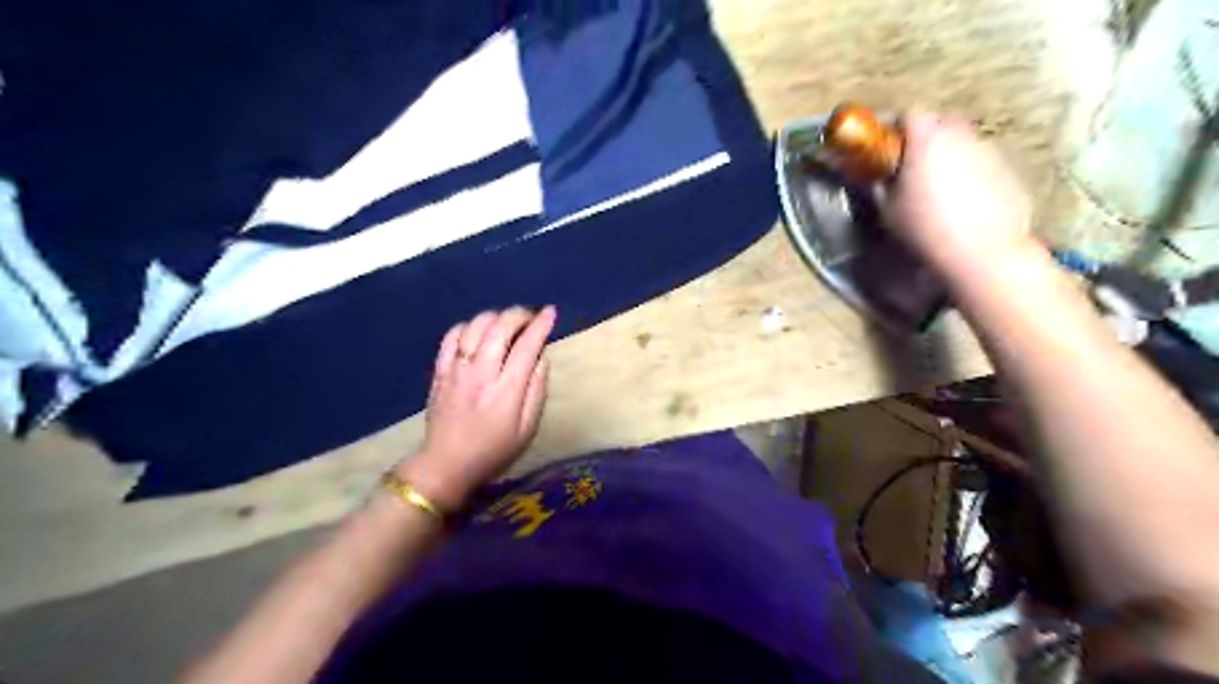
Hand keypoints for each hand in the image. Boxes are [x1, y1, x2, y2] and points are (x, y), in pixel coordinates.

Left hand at [398, 305, 554, 506]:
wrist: (446, 464)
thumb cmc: (494, 450)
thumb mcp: (527, 429)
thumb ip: (537, 391)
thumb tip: (541, 359)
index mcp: (507, 389)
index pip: (527, 345)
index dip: (541, 325)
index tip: (550, 312)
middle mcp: (482, 373)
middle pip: (500, 328)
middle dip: (519, 314)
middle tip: (530, 316)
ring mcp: (457, 370)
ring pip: (475, 326)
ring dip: (494, 316)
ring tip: (506, 321)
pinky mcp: (440, 371)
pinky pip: (451, 337)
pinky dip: (467, 326)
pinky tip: (477, 331)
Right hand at [881, 113, 1030, 274]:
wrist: (982, 251)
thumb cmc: (925, 228)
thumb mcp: (888, 209)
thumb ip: (880, 184)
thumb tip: (876, 175)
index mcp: (927, 140)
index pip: (909, 114)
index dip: (895, 127)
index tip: (885, 145)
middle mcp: (960, 135)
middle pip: (938, 122)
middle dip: (923, 137)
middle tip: (909, 164)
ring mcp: (988, 149)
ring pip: (962, 140)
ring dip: (947, 153)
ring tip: (937, 184)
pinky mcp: (1007, 167)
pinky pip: (980, 160)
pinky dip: (968, 170)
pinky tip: (962, 199)